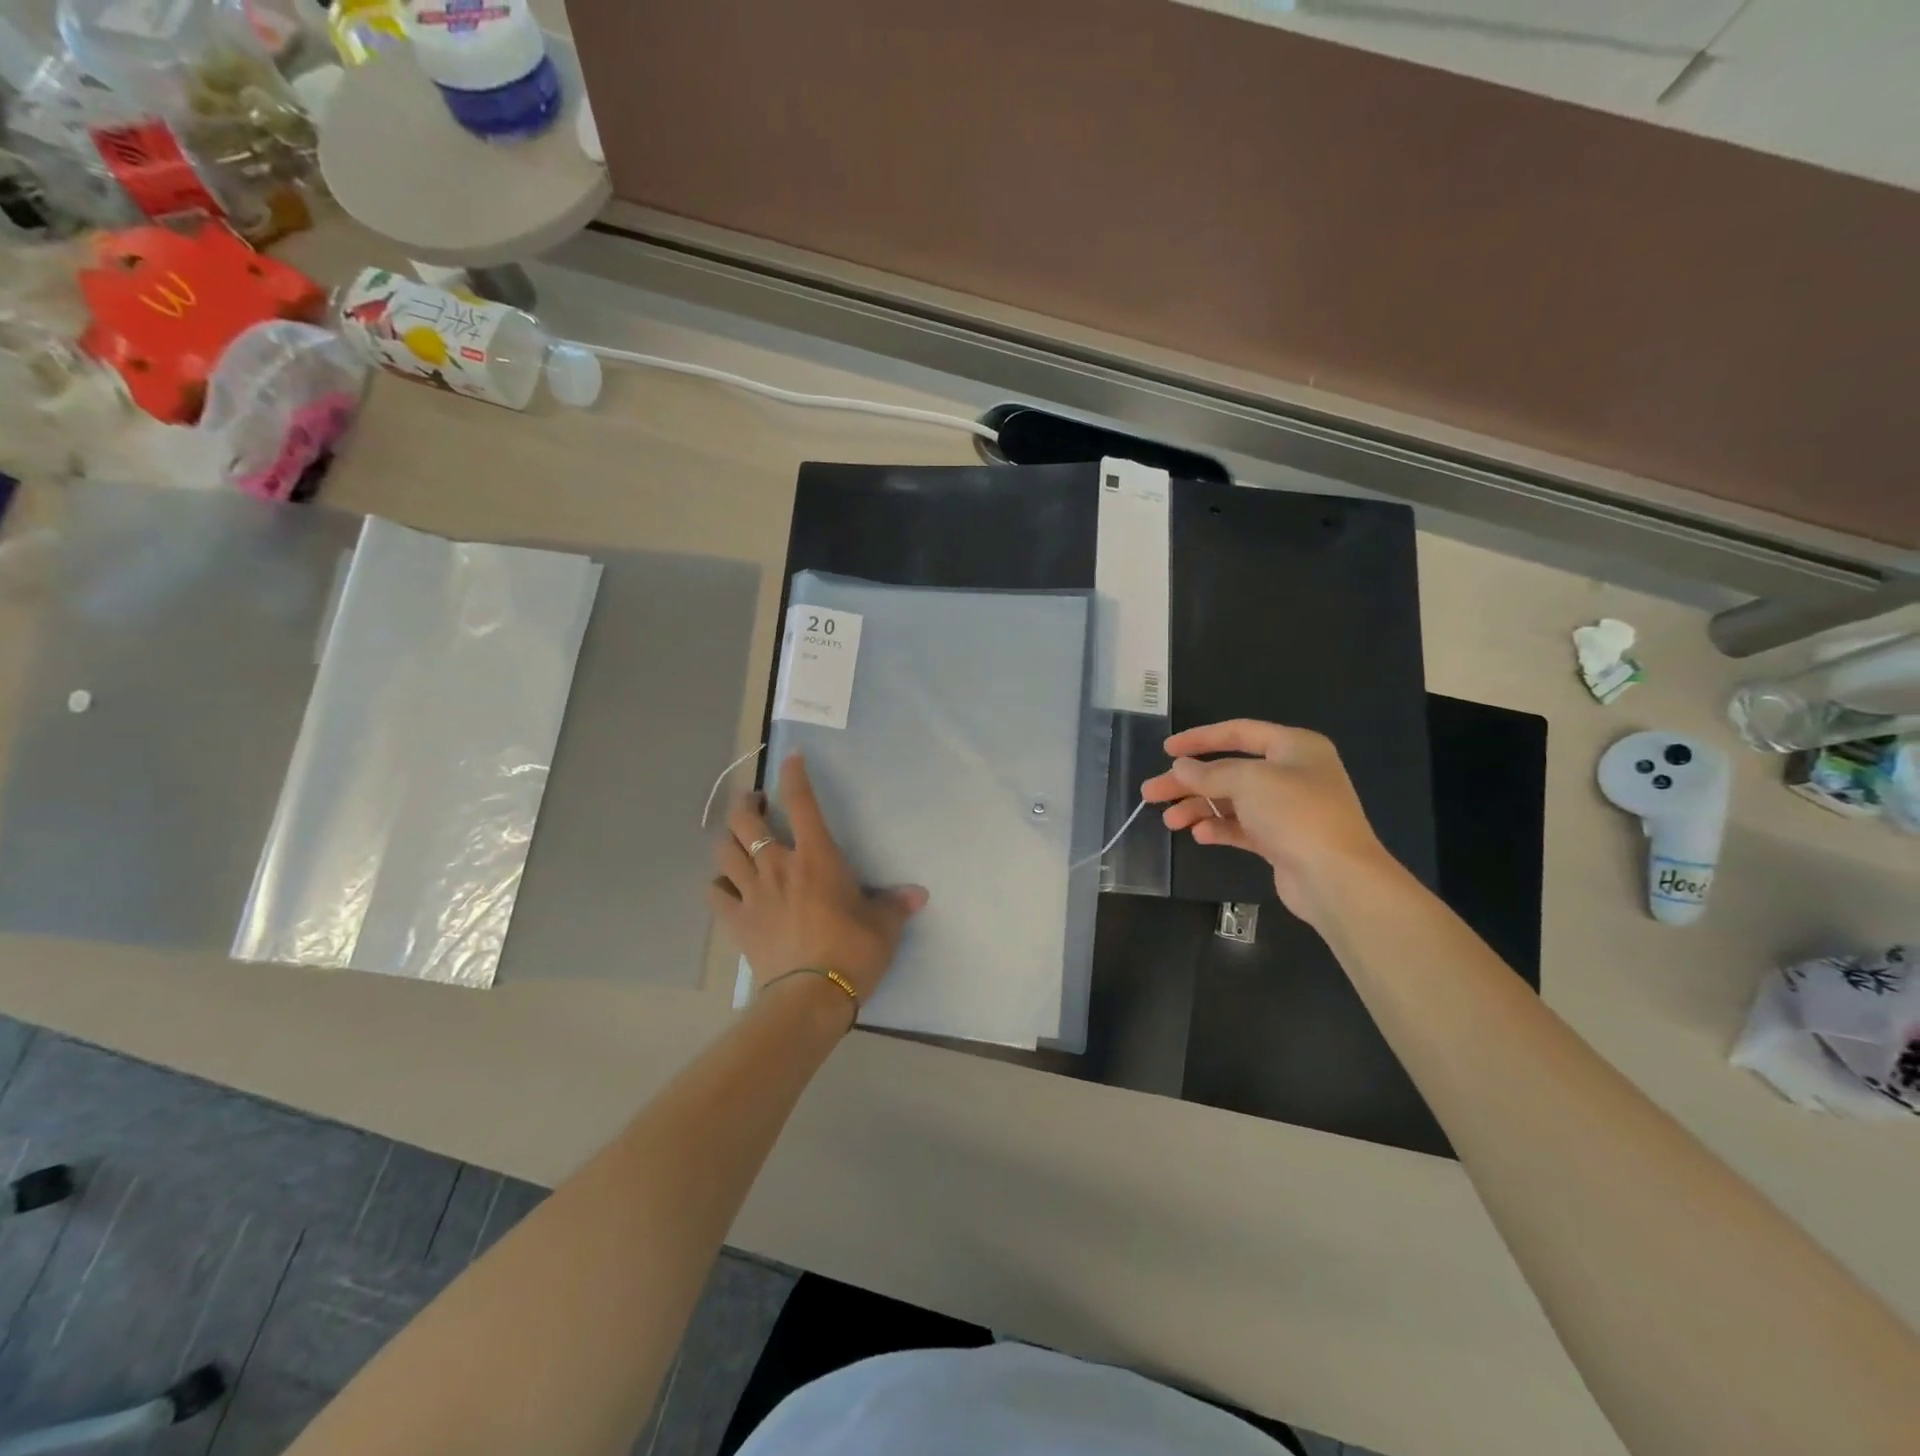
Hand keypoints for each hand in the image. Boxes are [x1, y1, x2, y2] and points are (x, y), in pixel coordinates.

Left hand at [708, 753, 927, 1003]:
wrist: (812, 996)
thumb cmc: (853, 951)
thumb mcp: (884, 925)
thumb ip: (896, 904)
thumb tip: (919, 894)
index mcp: (817, 857)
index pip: (802, 803)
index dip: (795, 776)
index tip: (791, 758)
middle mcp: (778, 865)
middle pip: (745, 819)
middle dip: (747, 802)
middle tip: (757, 801)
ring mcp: (752, 892)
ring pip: (724, 850)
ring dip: (728, 836)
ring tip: (738, 836)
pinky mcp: (736, 921)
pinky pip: (714, 894)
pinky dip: (718, 884)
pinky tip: (726, 885)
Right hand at [1139, 720, 1392, 924]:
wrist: (1337, 878)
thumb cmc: (1296, 814)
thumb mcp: (1247, 782)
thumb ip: (1209, 773)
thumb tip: (1180, 768)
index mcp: (1294, 747)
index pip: (1239, 732)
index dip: (1200, 738)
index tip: (1166, 750)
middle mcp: (1293, 774)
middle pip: (1229, 771)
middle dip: (1190, 782)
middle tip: (1151, 793)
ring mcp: (1288, 809)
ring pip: (1232, 801)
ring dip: (1199, 807)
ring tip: (1170, 821)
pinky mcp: (1282, 841)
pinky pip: (1242, 828)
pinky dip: (1219, 828)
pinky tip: (1199, 835)